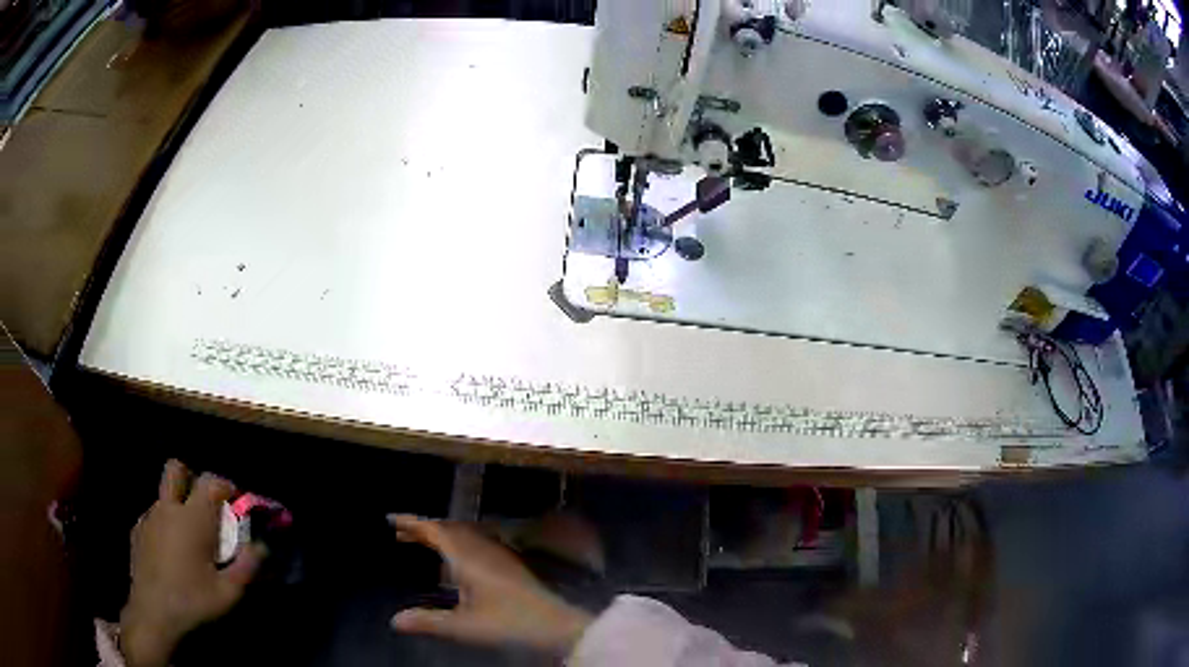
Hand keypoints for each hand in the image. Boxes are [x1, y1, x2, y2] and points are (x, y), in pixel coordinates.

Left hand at [120, 460, 265, 666]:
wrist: (153, 613)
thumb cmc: (193, 600)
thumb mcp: (229, 592)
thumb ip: (247, 566)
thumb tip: (260, 546)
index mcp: (192, 518)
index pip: (210, 481)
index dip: (225, 486)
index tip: (235, 502)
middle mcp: (168, 508)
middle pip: (176, 470)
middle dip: (191, 478)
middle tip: (204, 506)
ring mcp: (149, 517)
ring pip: (164, 496)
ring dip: (178, 507)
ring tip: (190, 540)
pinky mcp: (137, 531)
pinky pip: (154, 516)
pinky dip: (165, 525)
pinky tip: (171, 554)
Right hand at [388, 515, 592, 655]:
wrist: (559, 627)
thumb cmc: (510, 625)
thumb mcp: (464, 627)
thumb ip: (428, 622)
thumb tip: (393, 620)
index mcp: (469, 559)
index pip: (436, 532)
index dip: (412, 523)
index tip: (391, 519)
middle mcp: (484, 551)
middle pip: (449, 530)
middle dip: (423, 530)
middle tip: (400, 534)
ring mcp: (501, 557)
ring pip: (464, 537)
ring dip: (441, 536)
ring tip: (422, 544)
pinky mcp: (511, 568)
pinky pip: (476, 546)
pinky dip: (457, 546)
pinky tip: (457, 564)